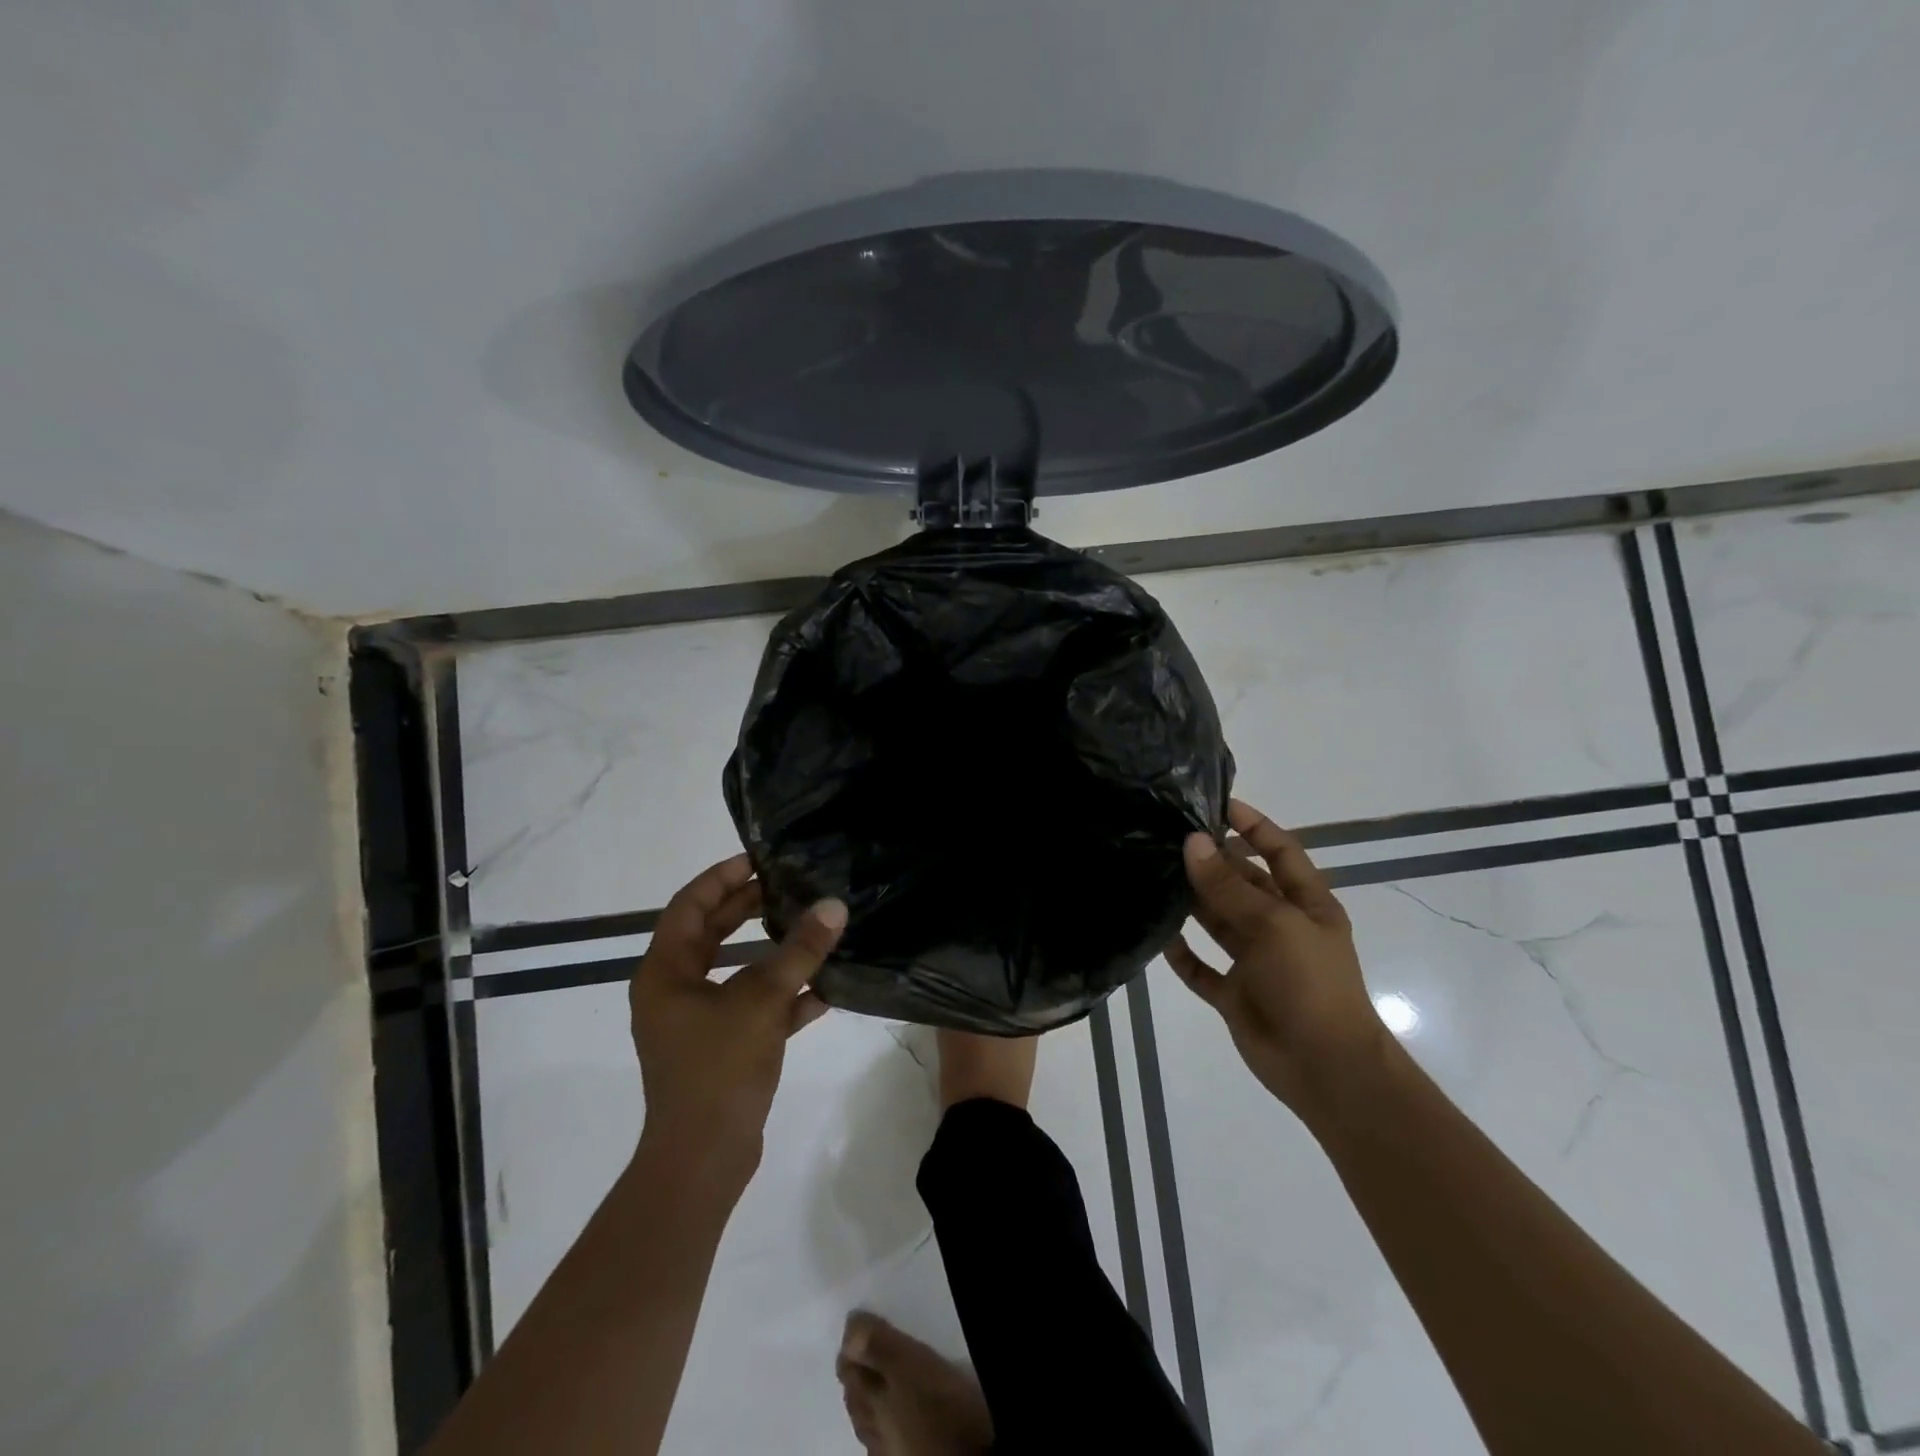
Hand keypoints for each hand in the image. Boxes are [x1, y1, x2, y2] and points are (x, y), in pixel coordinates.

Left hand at [628, 854, 845, 1183]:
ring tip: (810, 926)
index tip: (759, 859)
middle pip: (712, 934)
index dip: (722, 877)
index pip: (689, 905)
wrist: (705, 1159)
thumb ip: (799, 951)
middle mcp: (674, 991)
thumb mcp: (762, 1000)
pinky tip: (824, 990)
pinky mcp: (722, 1047)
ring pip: (736, 970)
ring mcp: (697, 1021)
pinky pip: (753, 1006)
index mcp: (665, 972)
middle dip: (749, 908)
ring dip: (772, 951)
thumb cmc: (718, 1068)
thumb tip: (834, 906)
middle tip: (789, 885)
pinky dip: (783, 995)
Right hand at [1165, 800, 1386, 1110]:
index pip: (1280, 851)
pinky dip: (1182, 952)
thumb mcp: (1274, 925)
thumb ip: (1229, 886)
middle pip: (1242, 883)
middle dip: (1211, 861)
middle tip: (1166, 837)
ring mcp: (1255, 961)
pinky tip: (1158, 934)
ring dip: (1192, 901)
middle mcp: (1279, 926)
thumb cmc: (1310, 984)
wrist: (1325, 1068)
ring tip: (1153, 873)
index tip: (1216, 804)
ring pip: (1218, 921)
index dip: (1253, 825)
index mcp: (1305, 904)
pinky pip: (1201, 967)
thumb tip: (1193, 843)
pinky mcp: (1234, 993)